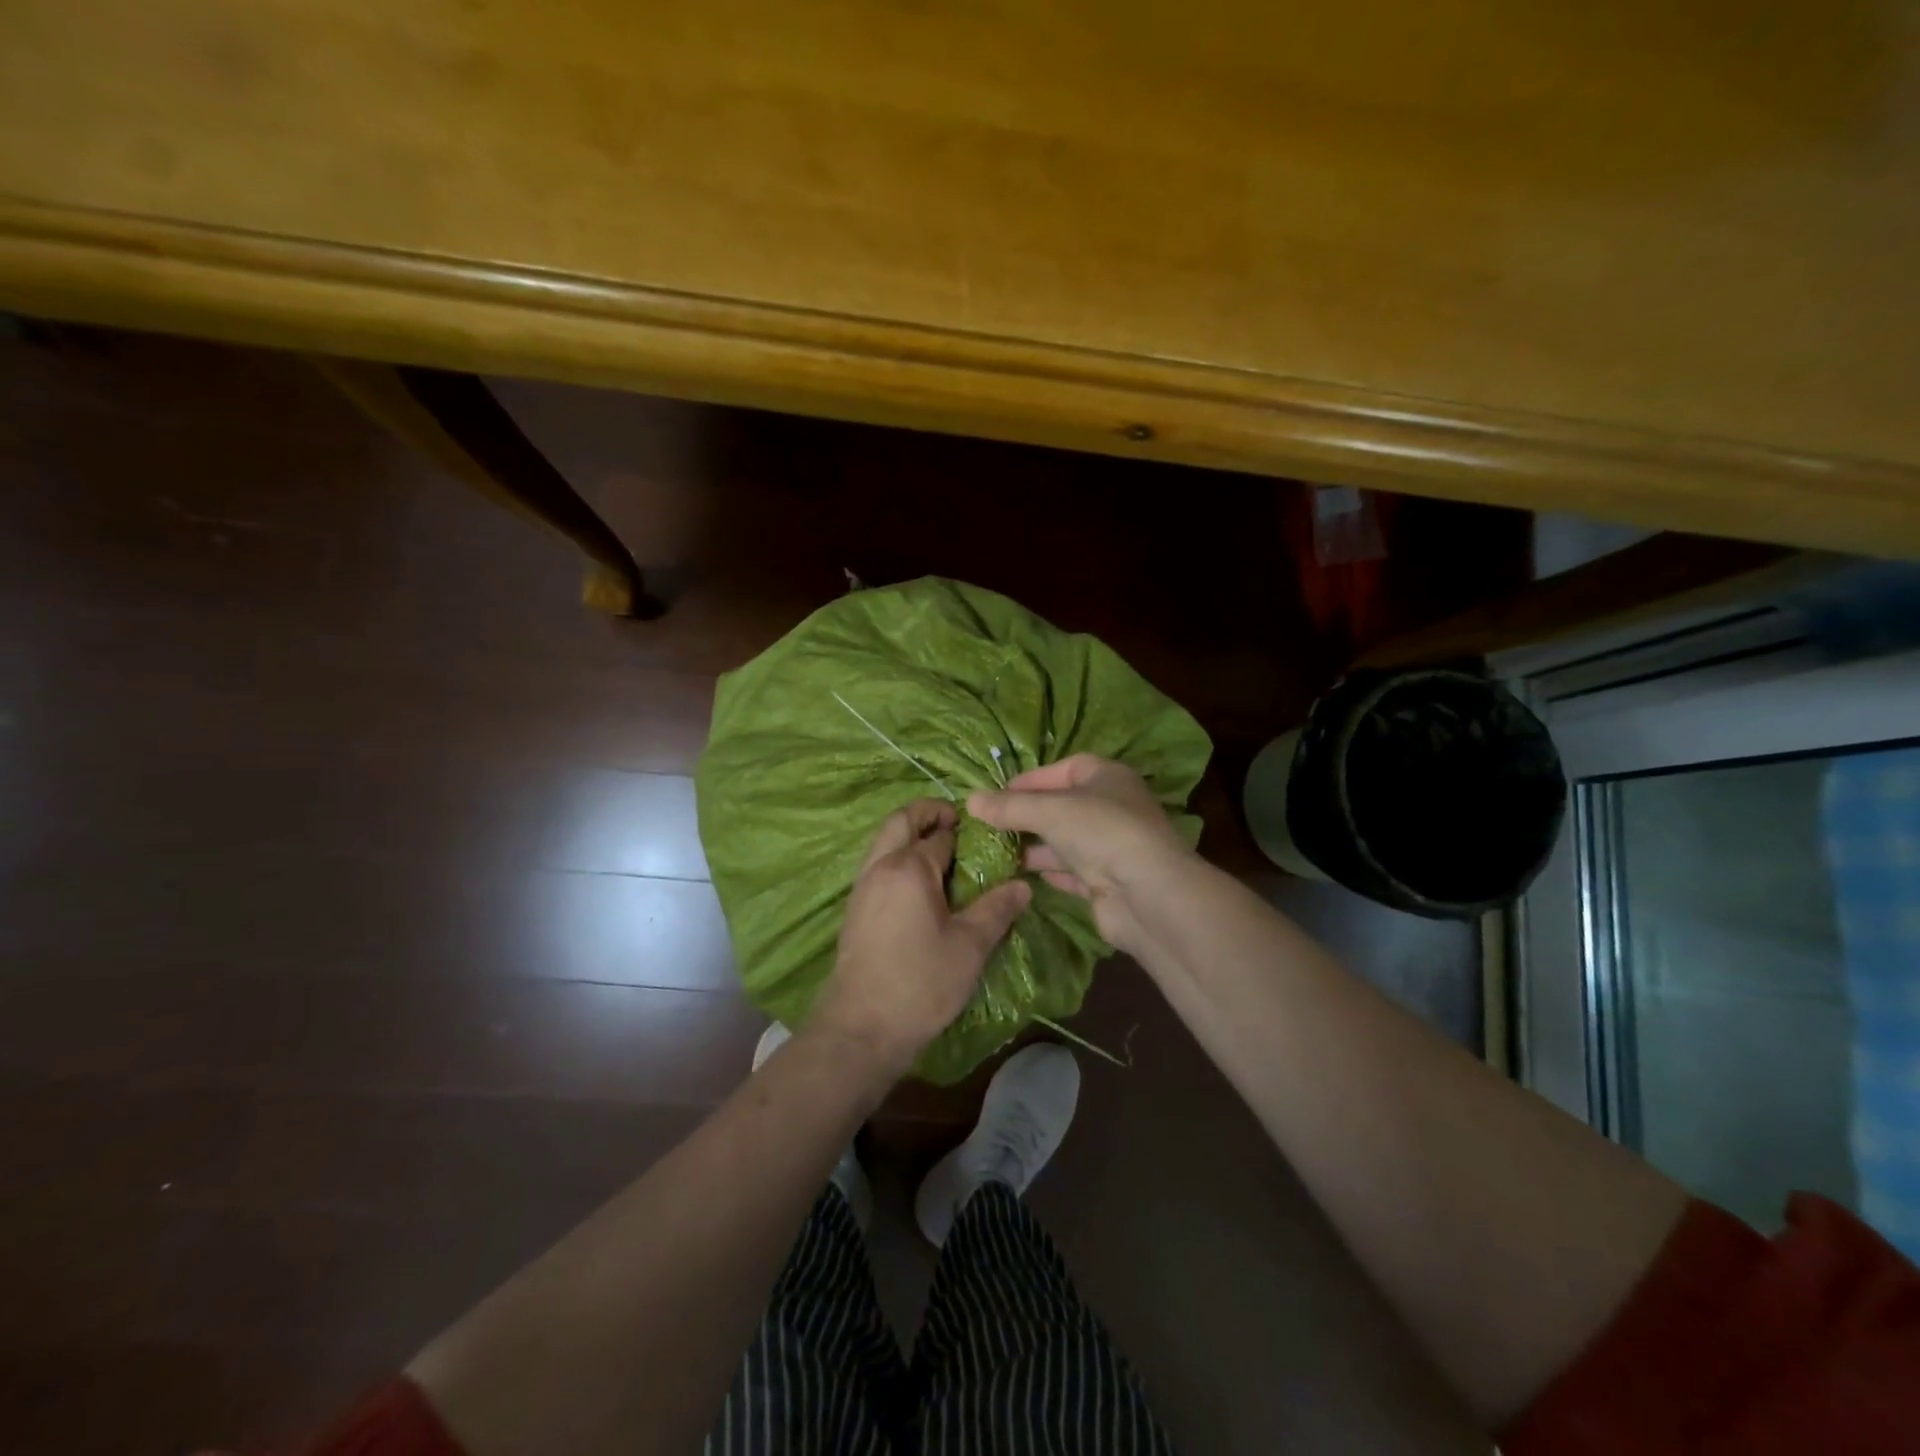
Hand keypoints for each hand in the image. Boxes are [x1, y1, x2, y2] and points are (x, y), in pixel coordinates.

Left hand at [808, 798, 1031, 1075]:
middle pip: (900, 822)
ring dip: (909, 835)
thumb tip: (1023, 885)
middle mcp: (880, 867)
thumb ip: (996, 909)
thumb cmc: (921, 983)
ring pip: (884, 842)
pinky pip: (877, 866)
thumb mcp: (969, 946)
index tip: (989, 837)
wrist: (861, 1028)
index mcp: (908, 867)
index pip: (941, 836)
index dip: (966, 832)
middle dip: (927, 813)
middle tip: (956, 822)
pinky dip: (897, 858)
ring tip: (943, 853)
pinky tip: (921, 886)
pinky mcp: (855, 909)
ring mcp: (862, 887)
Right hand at [968, 754, 1190, 957]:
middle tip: (991, 823)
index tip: (998, 793)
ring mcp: (1111, 846)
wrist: (1148, 894)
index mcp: (1107, 777)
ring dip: (1034, 845)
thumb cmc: (1101, 832)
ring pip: (1065, 840)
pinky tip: (1020, 875)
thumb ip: (1009, 806)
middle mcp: (1112, 807)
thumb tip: (971, 800)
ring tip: (996, 850)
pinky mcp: (1107, 881)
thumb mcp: (1049, 811)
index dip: (1031, 779)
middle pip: (1063, 805)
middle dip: (1028, 814)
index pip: (1064, 768)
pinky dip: (1048, 871)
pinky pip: (1070, 870)